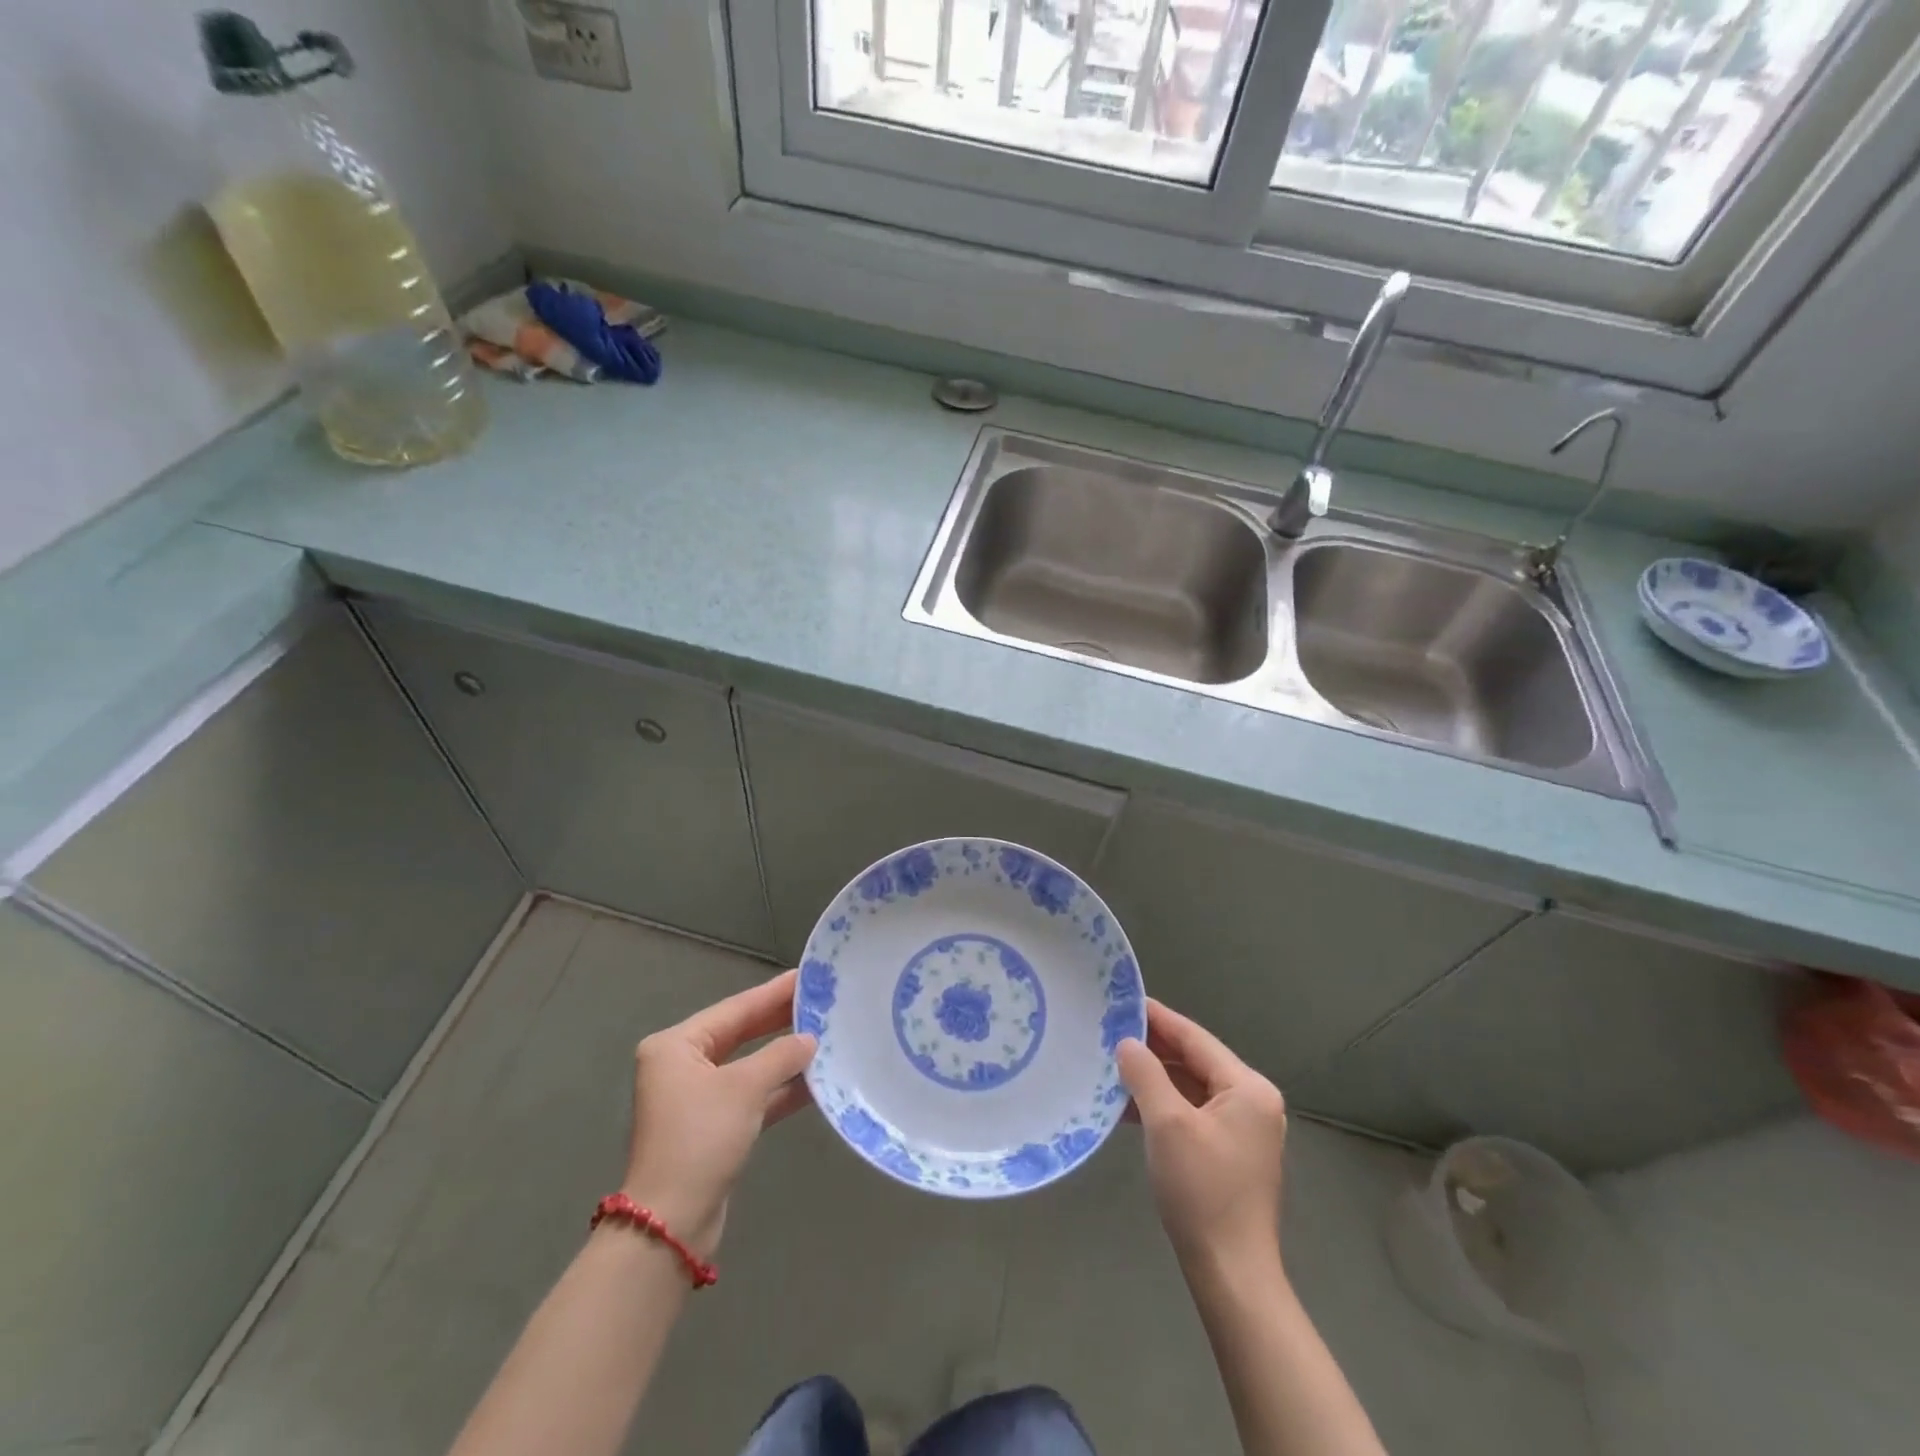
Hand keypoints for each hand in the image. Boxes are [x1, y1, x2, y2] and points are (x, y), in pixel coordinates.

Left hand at [620, 969, 815, 1259]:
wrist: (672, 1223)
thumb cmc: (700, 1138)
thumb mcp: (744, 1088)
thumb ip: (781, 1056)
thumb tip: (810, 1039)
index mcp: (676, 1046)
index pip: (735, 1009)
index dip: (773, 992)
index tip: (807, 976)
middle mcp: (682, 1066)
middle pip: (741, 1033)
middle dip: (780, 1021)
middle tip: (821, 1001)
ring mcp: (697, 1099)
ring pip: (749, 1066)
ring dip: (784, 1057)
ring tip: (826, 1034)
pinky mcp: (713, 1128)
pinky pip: (752, 1096)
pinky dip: (780, 1089)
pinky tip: (816, 1080)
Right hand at [1118, 998, 1287, 1270]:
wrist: (1231, 1274)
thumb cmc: (1202, 1191)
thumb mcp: (1167, 1123)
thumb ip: (1145, 1073)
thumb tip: (1127, 1043)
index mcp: (1248, 1088)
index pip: (1195, 1038)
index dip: (1158, 1018)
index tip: (1123, 1001)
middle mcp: (1252, 1102)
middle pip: (1195, 1061)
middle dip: (1153, 1049)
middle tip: (1110, 1031)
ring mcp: (1243, 1130)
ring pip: (1191, 1088)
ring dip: (1154, 1078)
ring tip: (1112, 1065)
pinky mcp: (1230, 1153)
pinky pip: (1192, 1113)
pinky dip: (1163, 1106)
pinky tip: (1129, 1106)